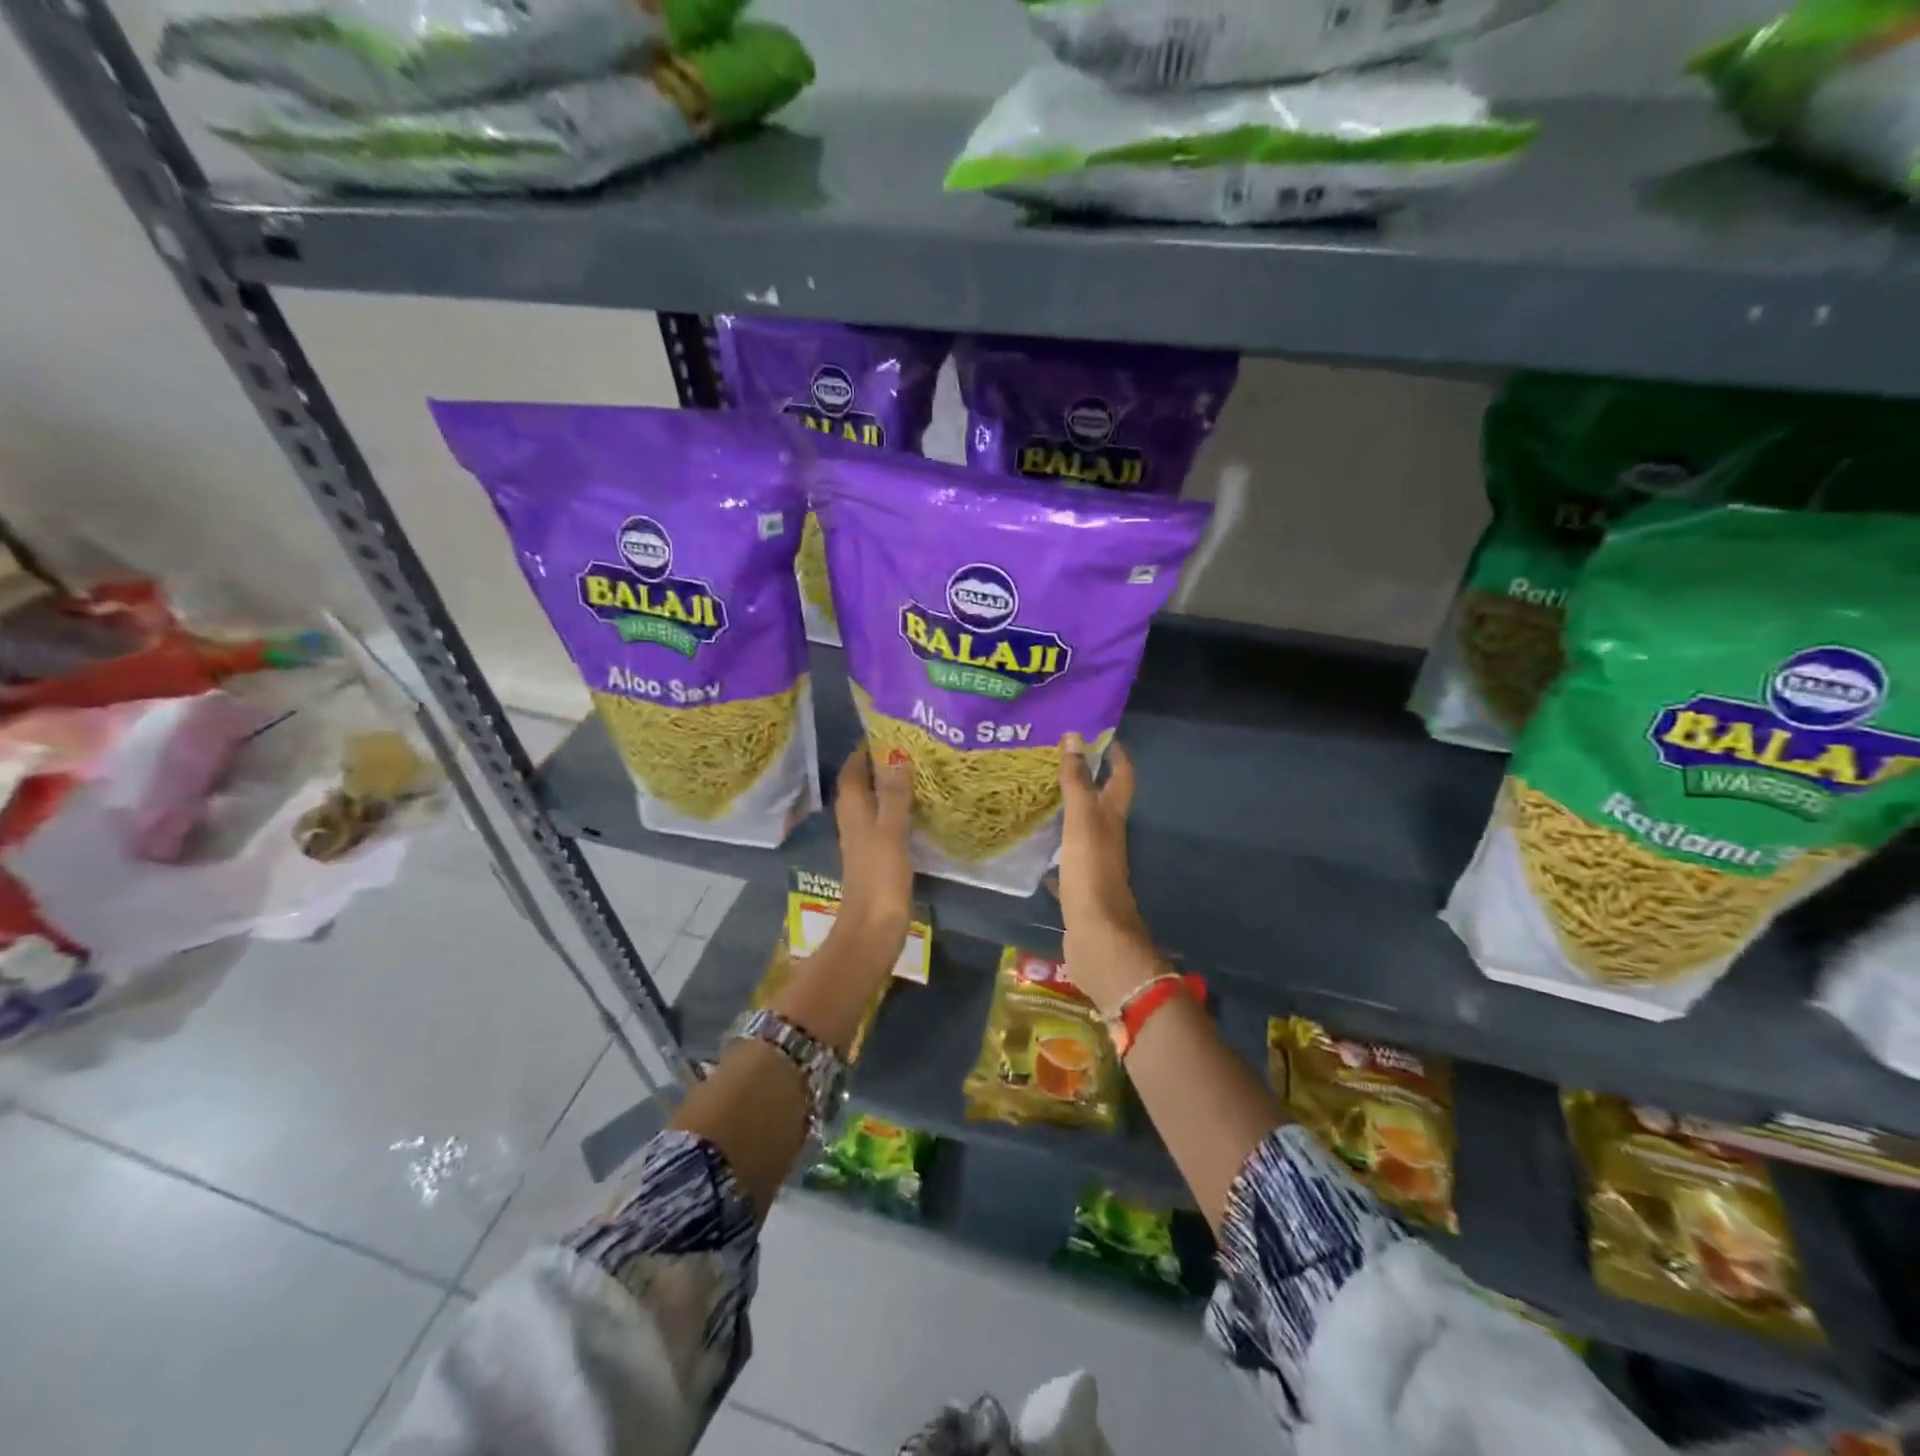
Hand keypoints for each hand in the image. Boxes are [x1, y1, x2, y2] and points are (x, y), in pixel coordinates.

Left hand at [831, 742, 913, 943]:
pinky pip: (885, 820)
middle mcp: (854, 820)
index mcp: (852, 810)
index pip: (853, 768)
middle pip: (862, 783)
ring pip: (874, 802)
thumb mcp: (890, 831)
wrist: (873, 929)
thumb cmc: (879, 877)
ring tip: (919, 768)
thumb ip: (893, 794)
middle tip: (911, 745)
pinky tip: (919, 807)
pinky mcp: (877, 856)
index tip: (889, 728)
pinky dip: (898, 808)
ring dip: (890, 785)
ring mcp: (864, 839)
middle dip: (880, 763)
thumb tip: (895, 753)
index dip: (865, 748)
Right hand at [1055, 737, 1160, 1017]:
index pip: (1121, 779)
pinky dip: (1055, 853)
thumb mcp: (1082, 822)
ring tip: (1041, 798)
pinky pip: (1067, 862)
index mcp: (1113, 819)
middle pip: (1102, 804)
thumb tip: (1074, 737)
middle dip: (1086, 781)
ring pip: (1083, 832)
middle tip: (1057, 762)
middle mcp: (1108, 838)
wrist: (1097, 937)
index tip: (1101, 736)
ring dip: (1069, 814)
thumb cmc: (1092, 873)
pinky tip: (1037, 851)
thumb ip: (1077, 782)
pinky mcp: (1080, 888)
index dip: (1116, 756)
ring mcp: (1094, 865)